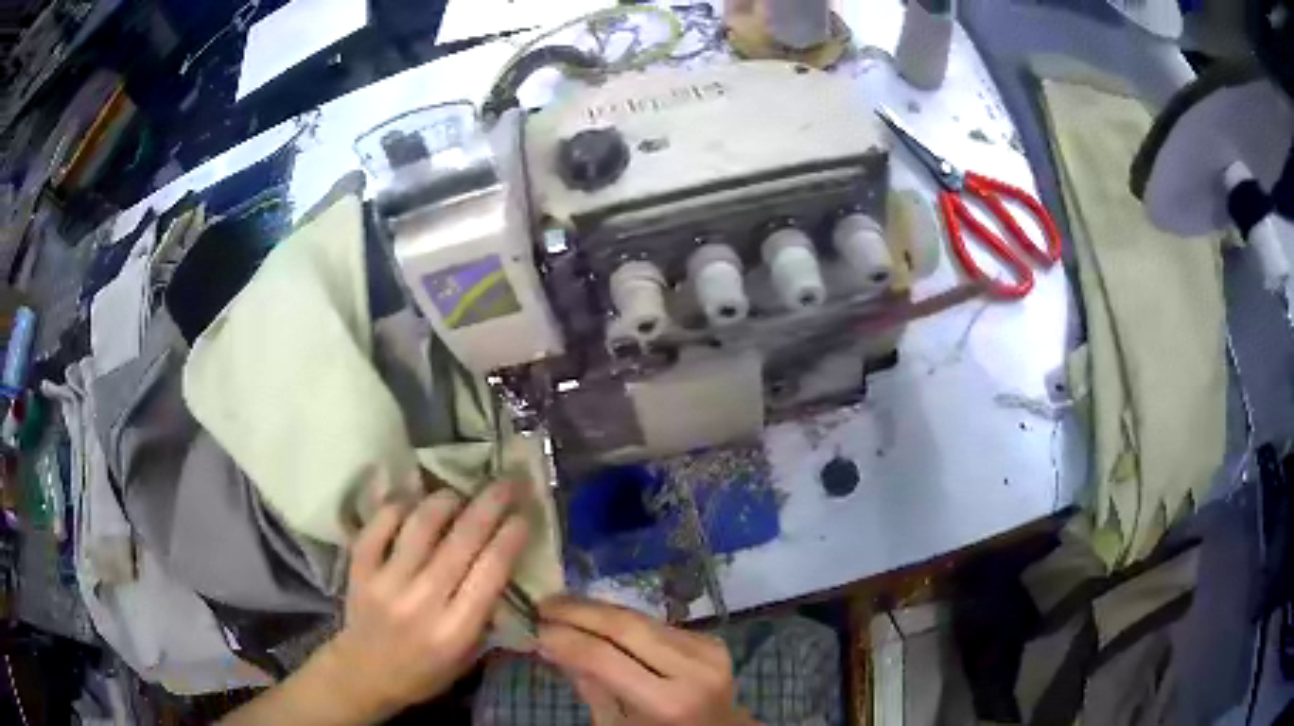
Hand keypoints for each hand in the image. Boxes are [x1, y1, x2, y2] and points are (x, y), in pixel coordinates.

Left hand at [321, 481, 530, 719]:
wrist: (364, 673)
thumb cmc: (424, 670)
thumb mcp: (467, 656)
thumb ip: (486, 615)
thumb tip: (505, 566)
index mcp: (455, 630)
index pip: (490, 572)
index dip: (509, 538)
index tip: (523, 514)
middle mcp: (422, 601)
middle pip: (460, 542)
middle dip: (488, 506)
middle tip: (505, 483)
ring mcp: (386, 582)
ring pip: (420, 526)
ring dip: (445, 500)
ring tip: (458, 492)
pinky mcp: (359, 568)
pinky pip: (380, 524)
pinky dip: (399, 505)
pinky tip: (414, 499)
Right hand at [537, 597, 753, 724]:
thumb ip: (590, 686)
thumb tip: (551, 644)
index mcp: (668, 702)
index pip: (605, 658)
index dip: (565, 639)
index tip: (533, 627)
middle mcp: (692, 670)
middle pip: (626, 627)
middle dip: (578, 611)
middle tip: (542, 604)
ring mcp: (708, 651)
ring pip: (641, 618)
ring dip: (598, 609)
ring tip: (561, 604)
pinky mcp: (712, 639)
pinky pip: (657, 623)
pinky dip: (623, 618)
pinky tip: (597, 616)